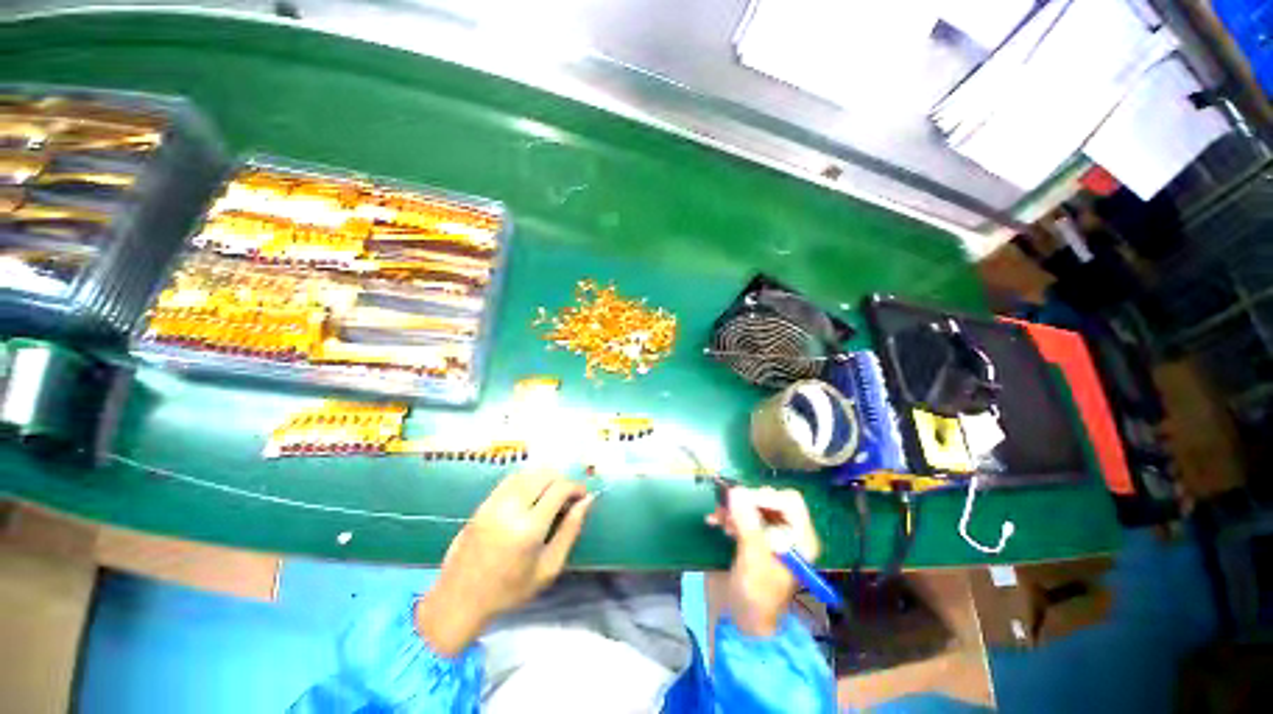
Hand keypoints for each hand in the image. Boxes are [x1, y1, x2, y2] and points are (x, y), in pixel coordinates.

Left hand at [417, 470, 593, 655]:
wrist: (459, 600)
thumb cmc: (510, 590)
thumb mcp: (549, 567)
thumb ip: (570, 530)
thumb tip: (587, 501)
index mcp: (529, 527)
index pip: (560, 488)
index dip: (576, 487)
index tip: (583, 497)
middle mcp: (511, 507)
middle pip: (545, 474)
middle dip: (562, 481)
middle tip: (567, 498)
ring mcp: (494, 502)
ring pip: (528, 473)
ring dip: (545, 479)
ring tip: (550, 497)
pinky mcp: (483, 503)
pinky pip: (511, 479)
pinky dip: (527, 481)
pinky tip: (531, 497)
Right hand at [707, 487, 819, 636]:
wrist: (743, 621)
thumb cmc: (757, 596)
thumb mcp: (753, 560)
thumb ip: (747, 524)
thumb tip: (735, 491)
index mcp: (801, 539)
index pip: (790, 502)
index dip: (766, 497)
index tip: (742, 501)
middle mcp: (788, 532)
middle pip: (770, 499)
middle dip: (747, 501)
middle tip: (728, 508)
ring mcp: (769, 532)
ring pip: (753, 504)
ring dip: (734, 507)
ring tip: (720, 518)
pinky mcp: (752, 535)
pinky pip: (741, 513)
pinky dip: (728, 513)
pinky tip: (715, 521)